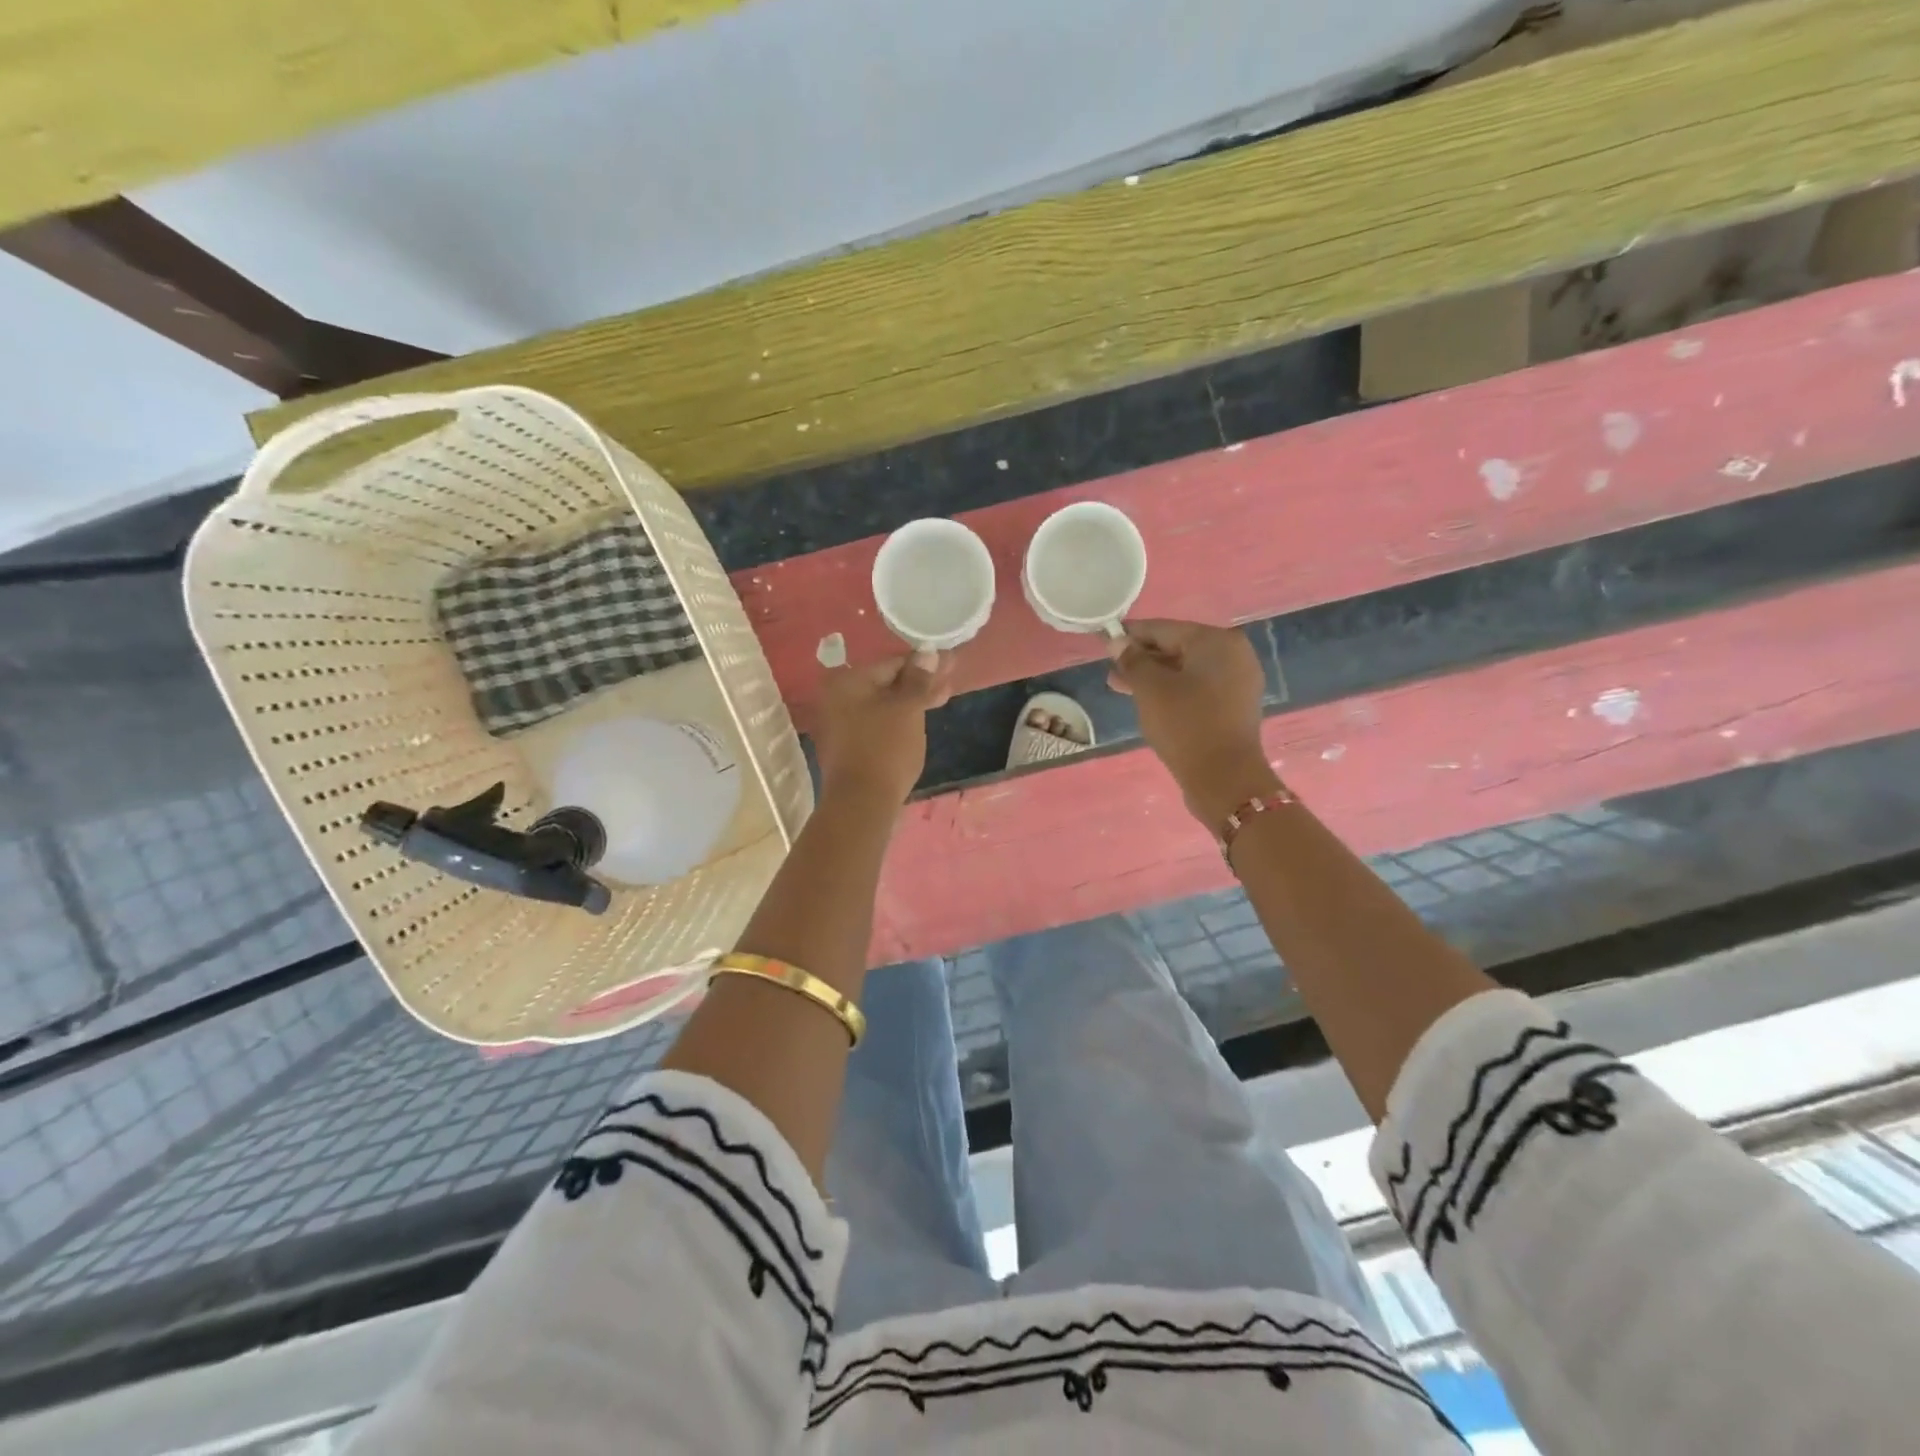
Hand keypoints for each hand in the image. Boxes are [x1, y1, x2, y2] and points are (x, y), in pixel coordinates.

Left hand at [813, 650, 956, 807]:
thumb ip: (918, 679)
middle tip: (951, 679)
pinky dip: (900, 718)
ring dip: (913, 700)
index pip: (892, 663)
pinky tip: (920, 718)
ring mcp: (841, 723)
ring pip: (884, 703)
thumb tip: (928, 652)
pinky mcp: (850, 745)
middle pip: (887, 683)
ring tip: (943, 697)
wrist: (862, 803)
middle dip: (920, 681)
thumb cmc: (886, 748)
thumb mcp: (908, 709)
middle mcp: (837, 697)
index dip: (924, 663)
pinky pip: (879, 721)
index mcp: (848, 681)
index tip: (950, 662)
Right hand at [1107, 619, 1280, 822]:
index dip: (1131, 635)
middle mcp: (1233, 654)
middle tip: (1111, 672)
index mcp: (1216, 641)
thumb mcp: (1150, 688)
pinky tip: (1149, 703)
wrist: (1224, 778)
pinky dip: (1173, 692)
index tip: (1105, 642)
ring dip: (1154, 678)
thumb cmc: (1185, 724)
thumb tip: (1117, 641)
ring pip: (1186, 671)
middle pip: (1177, 648)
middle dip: (1142, 659)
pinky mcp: (1234, 707)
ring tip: (1122, 689)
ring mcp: (1237, 682)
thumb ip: (1132, 660)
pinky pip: (1198, 689)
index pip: (1164, 629)